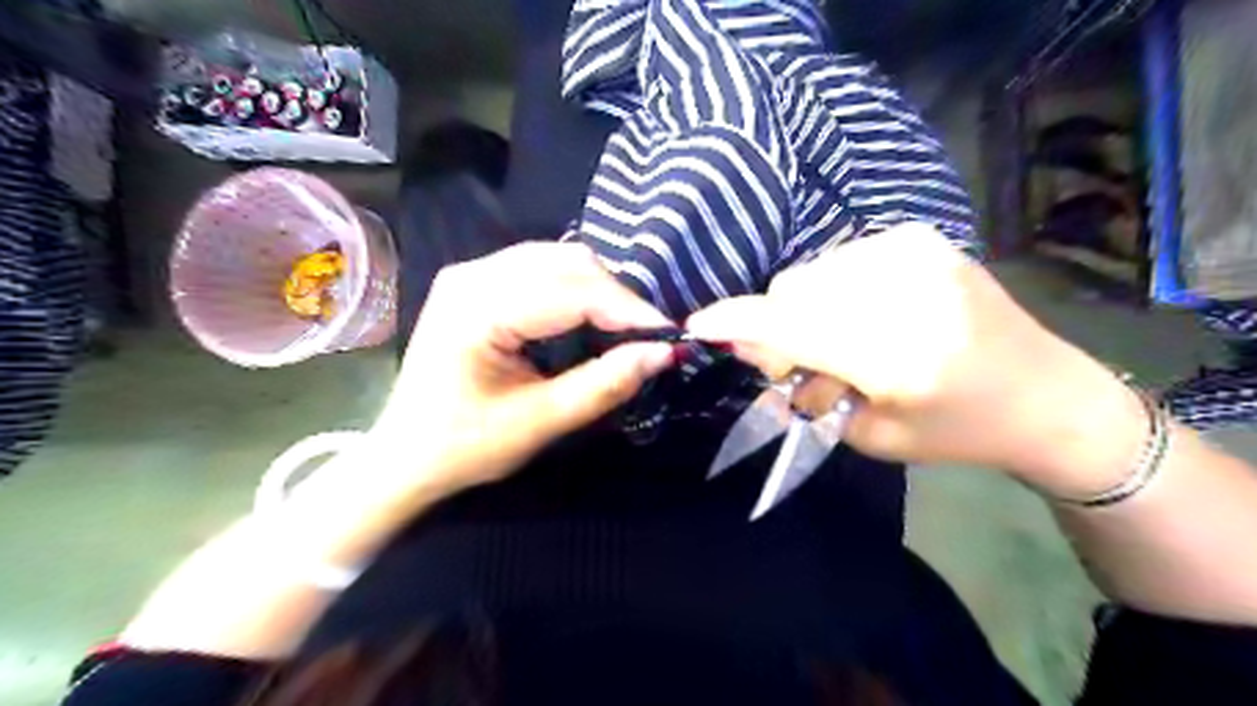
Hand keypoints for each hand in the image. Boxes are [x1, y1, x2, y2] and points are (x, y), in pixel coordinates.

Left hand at [372, 244, 677, 492]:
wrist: (404, 455)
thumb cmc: (465, 447)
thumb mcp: (540, 423)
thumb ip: (604, 384)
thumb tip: (663, 353)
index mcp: (478, 308)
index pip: (572, 290)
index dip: (628, 310)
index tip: (669, 335)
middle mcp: (473, 274)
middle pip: (568, 263)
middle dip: (617, 298)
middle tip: (648, 337)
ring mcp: (471, 272)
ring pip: (559, 259)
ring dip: (599, 290)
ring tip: (625, 329)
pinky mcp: (476, 282)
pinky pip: (541, 268)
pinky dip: (576, 288)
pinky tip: (589, 316)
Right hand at [686, 223, 1146, 492]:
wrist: (1045, 393)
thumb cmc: (956, 430)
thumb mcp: (870, 432)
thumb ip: (804, 387)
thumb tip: (752, 346)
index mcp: (895, 352)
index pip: (790, 325)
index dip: (736, 323)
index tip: (699, 325)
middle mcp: (903, 288)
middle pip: (791, 291)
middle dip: (778, 327)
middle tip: (802, 362)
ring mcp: (914, 252)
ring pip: (812, 273)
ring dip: (807, 307)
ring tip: (844, 338)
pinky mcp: (920, 238)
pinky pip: (840, 260)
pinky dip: (835, 288)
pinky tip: (868, 312)